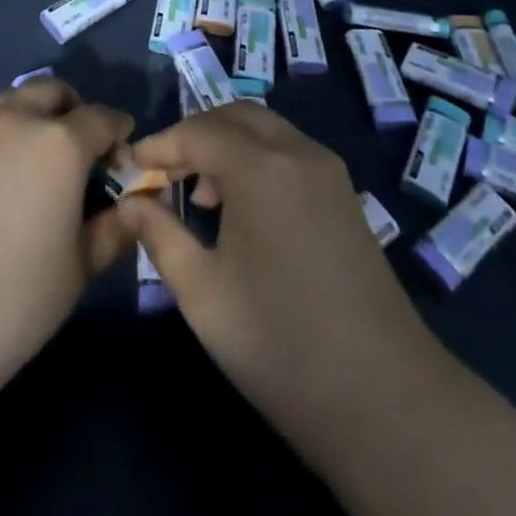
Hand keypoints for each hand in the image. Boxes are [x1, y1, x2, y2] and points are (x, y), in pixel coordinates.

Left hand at [0, 77, 134, 398]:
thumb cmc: (17, 295)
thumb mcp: (79, 267)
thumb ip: (112, 228)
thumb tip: (132, 207)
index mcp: (61, 141)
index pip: (102, 117)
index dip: (120, 134)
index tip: (126, 161)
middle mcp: (20, 121)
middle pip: (55, 92)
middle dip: (76, 111)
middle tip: (85, 154)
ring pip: (18, 100)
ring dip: (40, 115)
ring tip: (47, 162)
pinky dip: (12, 132)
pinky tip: (13, 178)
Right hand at [116, 103, 438, 470]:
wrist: (385, 399)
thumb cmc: (280, 344)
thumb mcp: (202, 293)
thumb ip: (160, 235)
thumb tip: (130, 201)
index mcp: (261, 167)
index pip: (197, 132)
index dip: (160, 145)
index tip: (130, 166)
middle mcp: (297, 152)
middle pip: (234, 116)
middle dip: (194, 134)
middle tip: (165, 172)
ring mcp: (327, 170)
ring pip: (265, 129)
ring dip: (227, 143)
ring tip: (203, 195)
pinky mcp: (344, 193)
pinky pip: (289, 151)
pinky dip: (257, 157)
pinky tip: (245, 207)